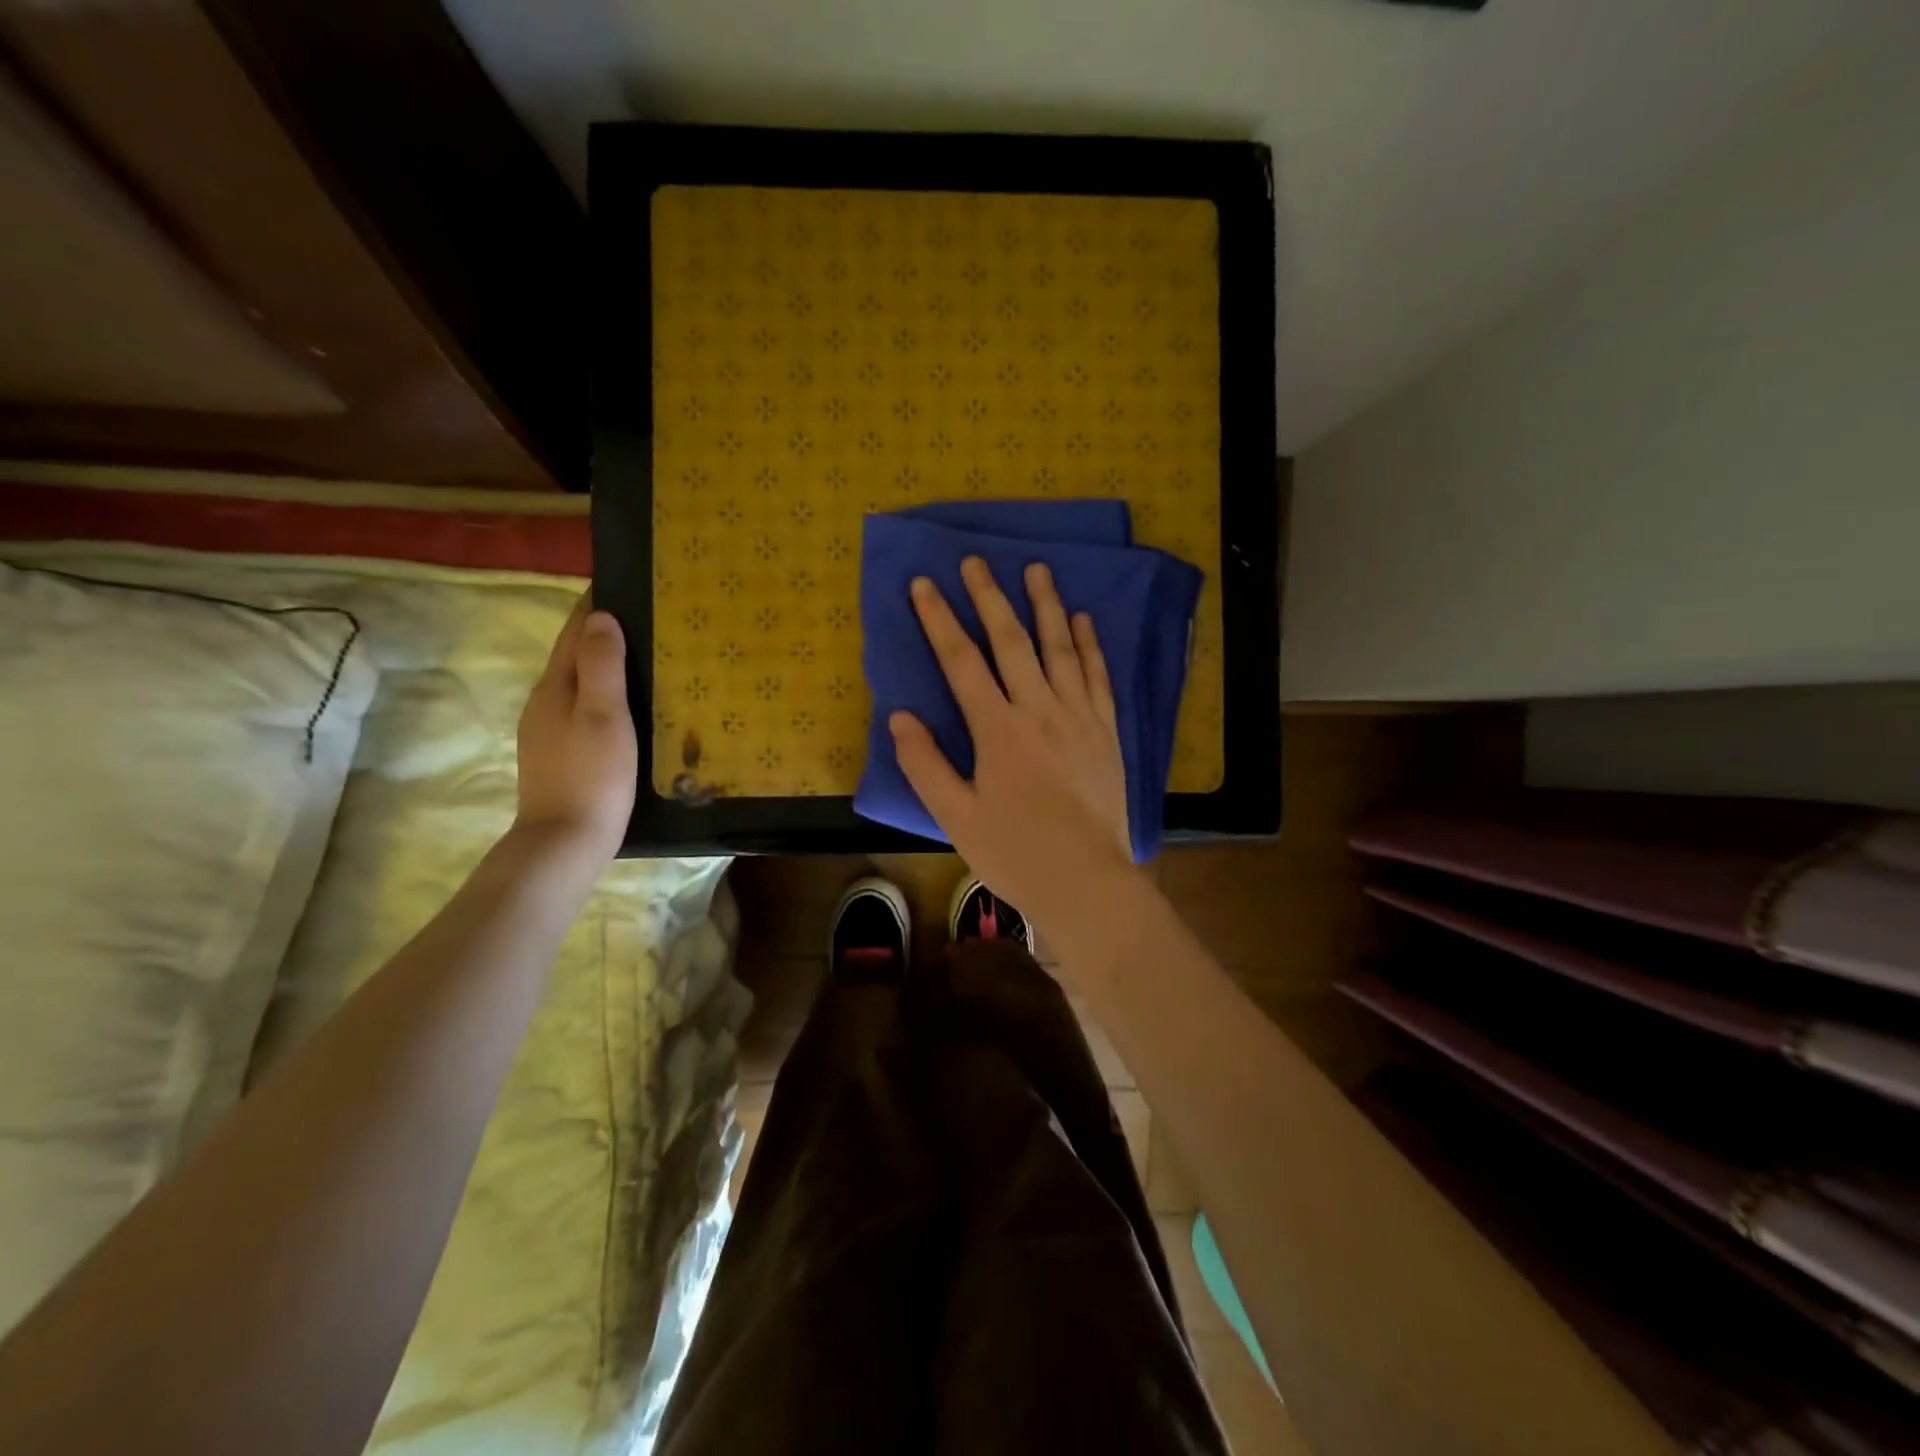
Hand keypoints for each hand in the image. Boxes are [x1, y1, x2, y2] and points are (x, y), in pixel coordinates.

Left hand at [514, 593, 636, 865]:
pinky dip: (604, 694)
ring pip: (579, 683)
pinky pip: (583, 707)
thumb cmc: (592, 776)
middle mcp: (545, 702)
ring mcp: (549, 730)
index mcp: (555, 686)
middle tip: (649, 618)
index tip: (624, 582)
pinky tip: (628, 706)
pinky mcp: (560, 754)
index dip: (595, 605)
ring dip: (605, 664)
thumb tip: (601, 616)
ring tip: (646, 656)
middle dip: (603, 631)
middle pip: (573, 654)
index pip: (574, 631)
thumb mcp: (603, 716)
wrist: (565, 841)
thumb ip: (602, 666)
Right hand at [890, 557, 1138, 931]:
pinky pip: (1098, 676)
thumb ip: (925, 765)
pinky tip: (1083, 620)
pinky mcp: (1106, 730)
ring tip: (1036, 569)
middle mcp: (1039, 710)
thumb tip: (899, 718)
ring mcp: (1079, 717)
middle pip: (1011, 642)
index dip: (939, 620)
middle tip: (976, 561)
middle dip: (989, 598)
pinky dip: (1090, 645)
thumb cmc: (1014, 852)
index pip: (962, 662)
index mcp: (998, 730)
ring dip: (1046, 606)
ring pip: (1060, 649)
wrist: (1085, 879)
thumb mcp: (956, 817)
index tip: (924, 585)